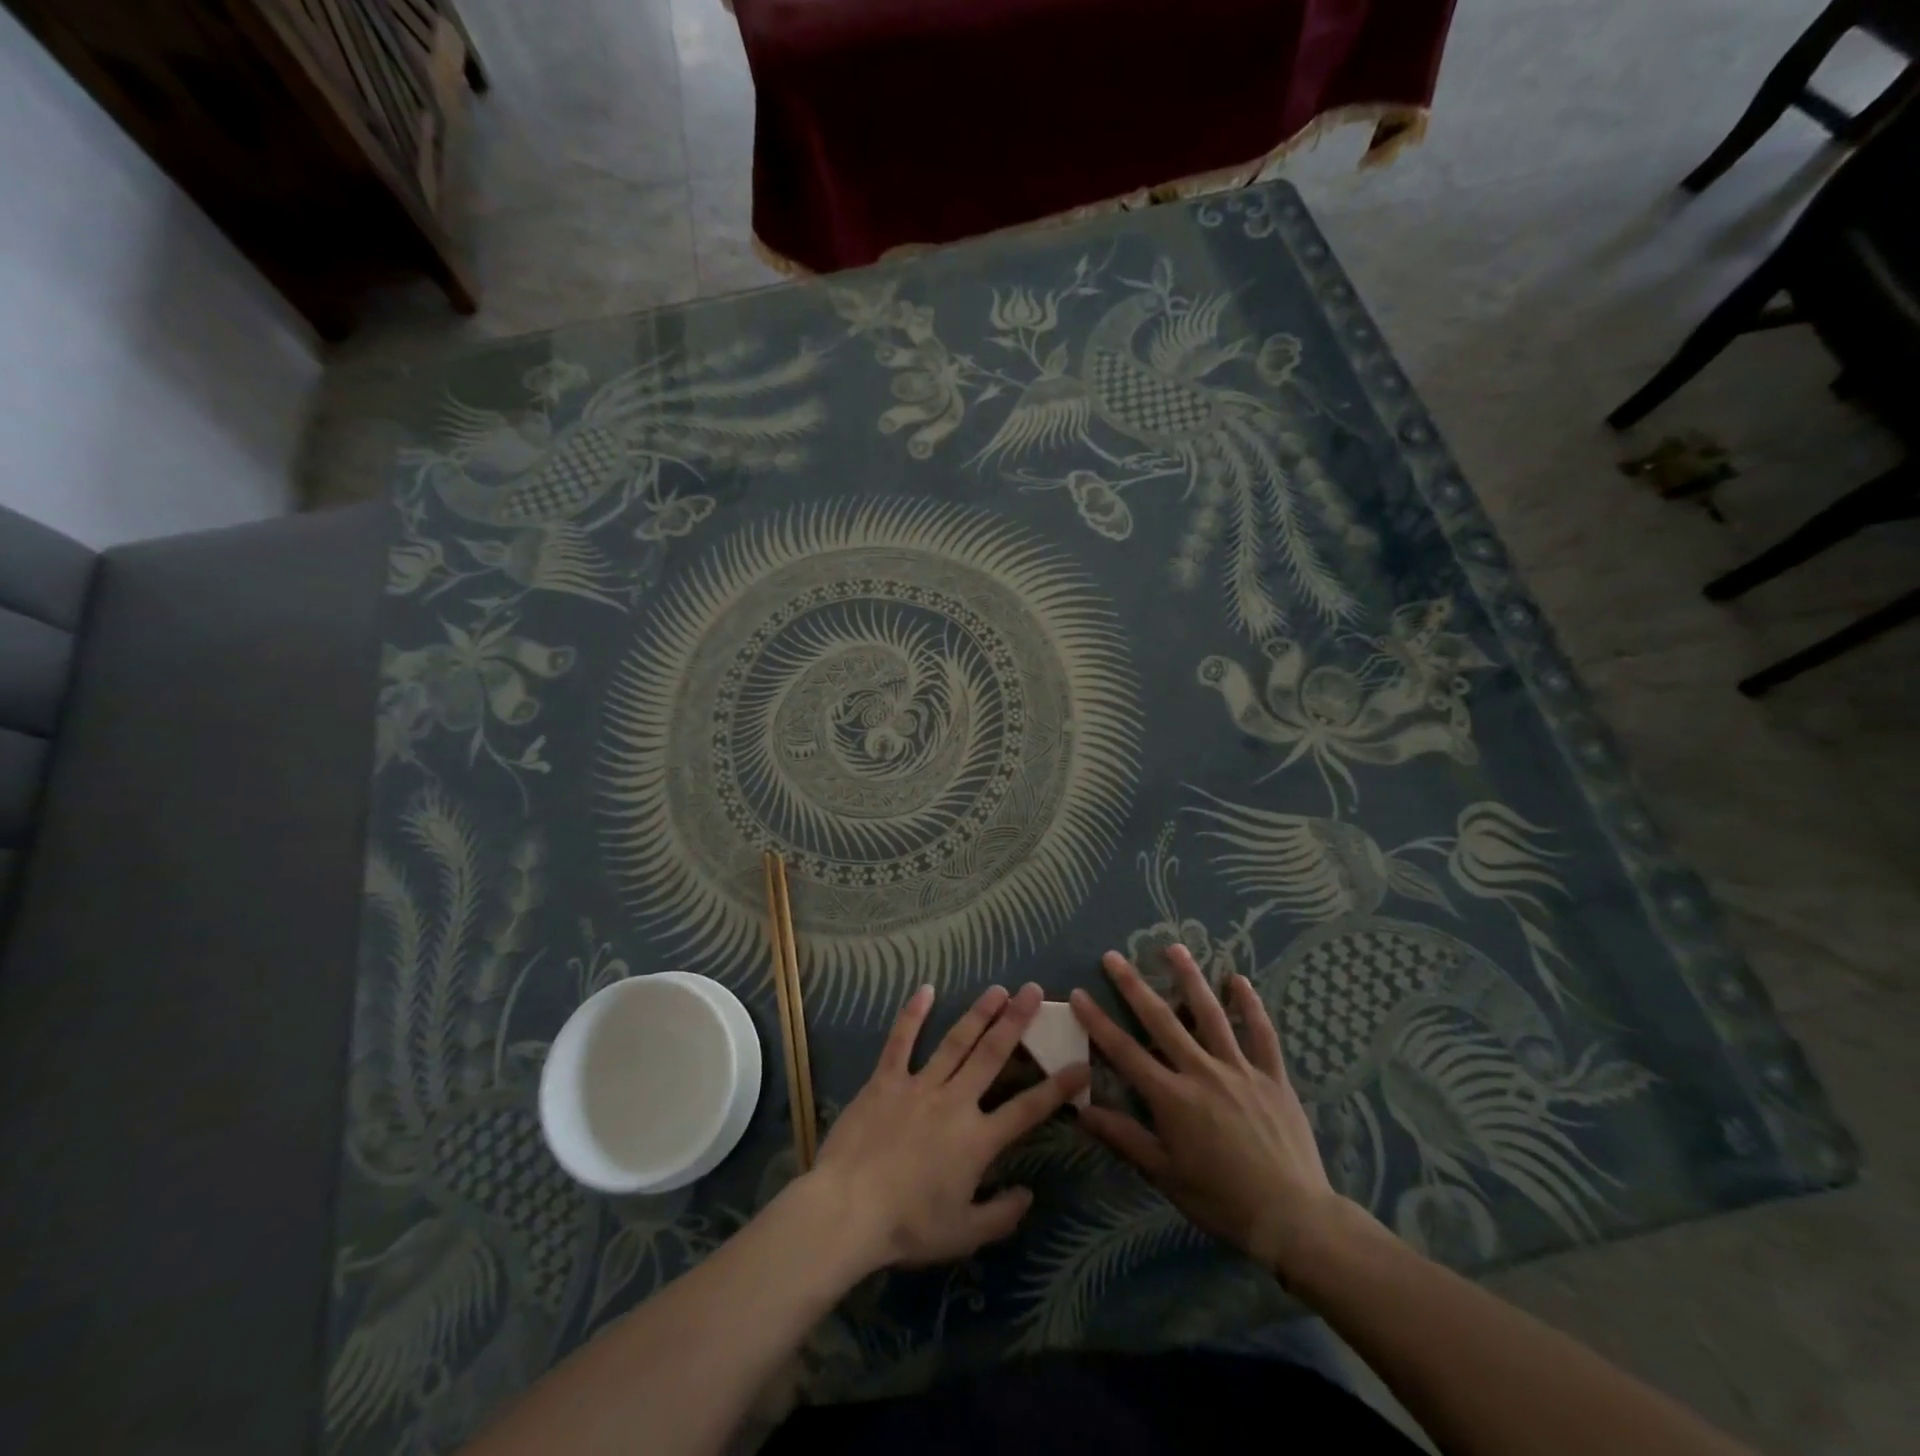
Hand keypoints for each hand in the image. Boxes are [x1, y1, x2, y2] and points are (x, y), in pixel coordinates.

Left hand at [804, 982, 1087, 1275]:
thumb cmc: (908, 1226)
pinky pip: (901, 1042)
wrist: (848, 1209)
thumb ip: (1001, 1215)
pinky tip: (925, 989)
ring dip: (979, 1013)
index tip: (1081, 1064)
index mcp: (978, 1139)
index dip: (1058, 1087)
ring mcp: (919, 1086)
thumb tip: (1029, 1195)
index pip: (1028, 1109)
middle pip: (992, 1055)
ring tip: (998, 989)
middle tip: (1034, 991)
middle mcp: (955, 1101)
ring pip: (956, 1041)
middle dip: (1017, 1022)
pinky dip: (912, 1015)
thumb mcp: (963, 1234)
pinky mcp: (886, 1080)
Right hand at [1070, 946, 1355, 1279]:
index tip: (1078, 994)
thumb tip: (1082, 1108)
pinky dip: (1250, 1005)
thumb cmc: (1221, 1200)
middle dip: (1133, 986)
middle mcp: (1202, 1072)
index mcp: (1172, 1098)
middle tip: (1113, 957)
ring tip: (1174, 948)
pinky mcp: (1272, 1076)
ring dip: (1190, 978)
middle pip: (1162, 1020)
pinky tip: (1239, 980)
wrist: (1293, 1218)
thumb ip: (1124, 1138)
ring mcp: (1240, 1069)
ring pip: (1211, 1014)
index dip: (1098, 1022)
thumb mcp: (1165, 1174)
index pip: (1124, 1052)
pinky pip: (1261, 1033)